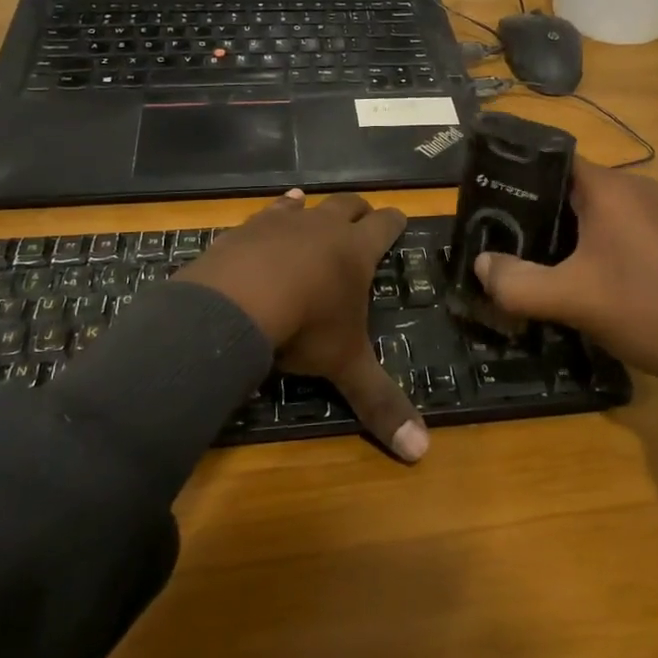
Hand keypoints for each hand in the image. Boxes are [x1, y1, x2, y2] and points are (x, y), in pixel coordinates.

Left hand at [176, 191, 429, 461]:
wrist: (235, 303)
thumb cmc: (304, 327)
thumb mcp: (345, 366)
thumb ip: (379, 402)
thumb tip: (422, 451)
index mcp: (355, 252)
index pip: (384, 226)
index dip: (394, 222)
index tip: (400, 218)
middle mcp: (322, 228)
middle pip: (348, 206)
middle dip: (358, 211)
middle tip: (364, 216)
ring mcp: (282, 224)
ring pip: (305, 205)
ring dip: (312, 207)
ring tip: (311, 206)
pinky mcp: (245, 230)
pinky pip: (265, 214)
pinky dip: (273, 214)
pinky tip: (268, 219)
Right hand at [473, 161, 657, 421]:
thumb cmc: (650, 309)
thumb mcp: (573, 300)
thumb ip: (518, 283)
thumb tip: (480, 266)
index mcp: (610, 188)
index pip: (550, 161)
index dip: (515, 177)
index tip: (486, 203)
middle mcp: (636, 190)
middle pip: (570, 189)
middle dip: (534, 213)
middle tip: (500, 239)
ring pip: (595, 214)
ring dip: (564, 235)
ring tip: (531, 261)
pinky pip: (619, 233)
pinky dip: (593, 248)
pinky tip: (580, 280)